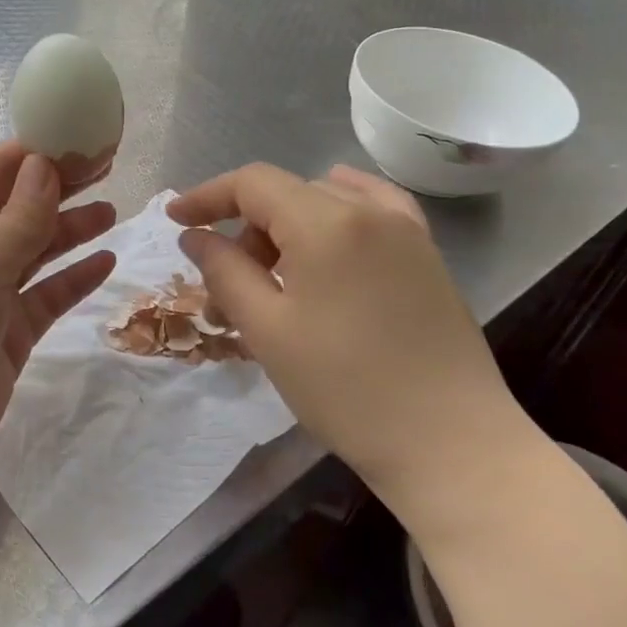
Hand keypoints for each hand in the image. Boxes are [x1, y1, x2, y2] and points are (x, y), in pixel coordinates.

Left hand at [0, 143, 116, 496]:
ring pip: (34, 251)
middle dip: (59, 187)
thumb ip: (19, 216)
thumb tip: (44, 164)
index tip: (83, 138)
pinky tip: (105, 262)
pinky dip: (73, 279)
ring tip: (113, 212)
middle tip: (108, 168)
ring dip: (69, 230)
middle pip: (16, 208)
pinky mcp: (5, 335)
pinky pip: (45, 297)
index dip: (36, 153)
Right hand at [168, 163, 537, 533]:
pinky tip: (328, 235)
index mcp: (327, 222)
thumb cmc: (346, 389)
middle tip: (227, 288)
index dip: (207, 196)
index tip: (175, 220)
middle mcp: (370, 210)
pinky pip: (372, 211)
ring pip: (325, 202)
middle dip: (245, 229)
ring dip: (286, 228)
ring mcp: (406, 230)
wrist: (451, 444)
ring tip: (274, 280)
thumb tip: (195, 236)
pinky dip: (336, 214)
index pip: (253, 183)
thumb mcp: (268, 330)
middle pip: (287, 194)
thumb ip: (224, 271)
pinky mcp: (426, 255)